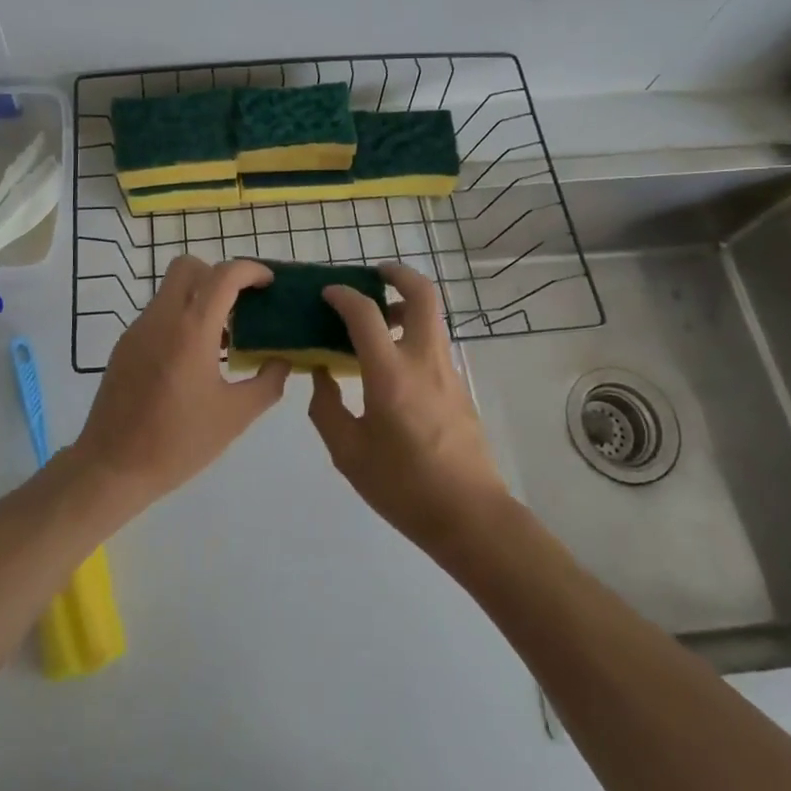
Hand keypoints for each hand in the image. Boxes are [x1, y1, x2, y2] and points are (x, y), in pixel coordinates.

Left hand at [71, 257, 288, 510]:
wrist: (112, 466)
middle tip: (242, 305)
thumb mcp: (235, 417)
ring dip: (199, 297)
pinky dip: (181, 317)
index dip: (250, 270)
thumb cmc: (178, 442)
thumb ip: (267, 383)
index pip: (223, 275)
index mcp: (191, 329)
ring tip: (223, 337)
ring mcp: (138, 329)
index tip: (269, 284)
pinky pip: (158, 313)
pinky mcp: (125, 345)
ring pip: (171, 289)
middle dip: (219, 275)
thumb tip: (282, 360)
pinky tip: (194, 357)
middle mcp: (162, 318)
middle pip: (189, 267)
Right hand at [307, 262, 510, 551]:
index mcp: (390, 374)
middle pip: (422, 294)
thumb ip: (327, 408)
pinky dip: (413, 332)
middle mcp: (424, 360)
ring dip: (406, 304)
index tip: (327, 293)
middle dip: (397, 274)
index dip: (343, 295)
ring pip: (432, 317)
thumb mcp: (348, 453)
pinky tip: (392, 362)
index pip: (365, 313)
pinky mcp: (459, 386)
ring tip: (378, 320)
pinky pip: (434, 342)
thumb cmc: (403, 486)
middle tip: (373, 275)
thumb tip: (320, 375)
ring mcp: (447, 371)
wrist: (470, 516)